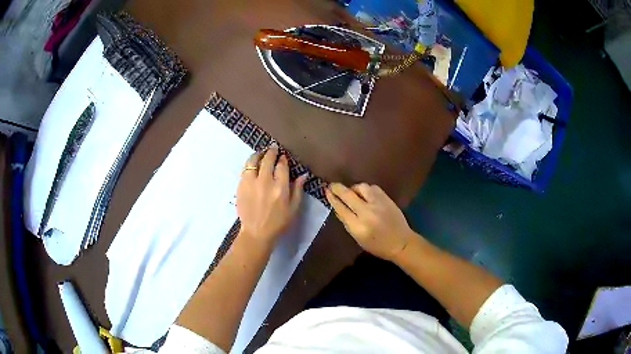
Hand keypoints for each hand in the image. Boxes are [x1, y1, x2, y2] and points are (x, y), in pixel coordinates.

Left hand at [236, 144, 305, 246]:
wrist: (256, 233)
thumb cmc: (278, 223)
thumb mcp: (293, 209)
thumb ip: (298, 190)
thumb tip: (303, 175)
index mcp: (280, 188)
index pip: (282, 166)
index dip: (283, 159)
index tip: (283, 157)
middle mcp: (265, 182)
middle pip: (268, 159)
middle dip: (272, 152)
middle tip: (273, 148)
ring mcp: (251, 183)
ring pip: (253, 161)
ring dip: (259, 154)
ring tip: (262, 153)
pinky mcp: (241, 186)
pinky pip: (245, 169)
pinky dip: (250, 164)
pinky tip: (253, 164)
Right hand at [326, 183, 414, 260]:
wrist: (401, 242)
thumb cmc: (378, 245)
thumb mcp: (358, 239)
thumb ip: (348, 223)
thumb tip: (338, 207)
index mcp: (358, 227)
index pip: (341, 208)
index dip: (332, 199)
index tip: (326, 191)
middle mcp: (367, 213)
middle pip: (348, 195)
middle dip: (337, 188)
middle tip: (332, 185)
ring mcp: (378, 204)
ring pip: (361, 188)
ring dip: (353, 188)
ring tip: (352, 192)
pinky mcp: (387, 199)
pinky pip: (372, 188)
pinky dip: (366, 189)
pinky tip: (365, 194)